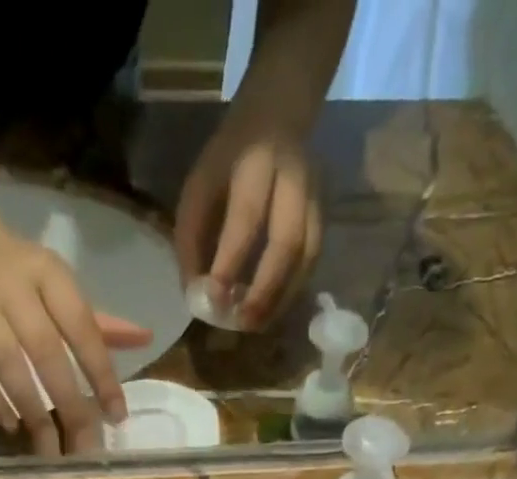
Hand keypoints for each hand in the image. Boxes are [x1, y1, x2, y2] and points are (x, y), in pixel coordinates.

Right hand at [0, 214, 153, 455]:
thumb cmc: (22, 271)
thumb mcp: (61, 286)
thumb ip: (99, 321)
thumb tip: (145, 339)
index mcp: (49, 274)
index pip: (82, 329)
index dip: (101, 374)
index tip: (116, 415)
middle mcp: (12, 286)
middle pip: (46, 353)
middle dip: (69, 405)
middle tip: (84, 447)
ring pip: (8, 366)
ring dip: (32, 411)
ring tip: (49, 447)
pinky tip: (13, 426)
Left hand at [176, 110, 322, 329]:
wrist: (276, 116)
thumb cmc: (227, 163)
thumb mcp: (199, 188)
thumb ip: (192, 241)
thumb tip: (197, 297)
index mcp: (255, 164)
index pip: (245, 218)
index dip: (230, 262)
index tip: (214, 299)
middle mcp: (293, 179)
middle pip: (287, 242)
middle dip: (264, 289)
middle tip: (243, 322)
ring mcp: (315, 199)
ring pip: (306, 257)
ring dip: (282, 298)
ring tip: (257, 324)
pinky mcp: (324, 217)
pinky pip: (312, 262)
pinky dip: (293, 291)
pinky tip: (273, 309)